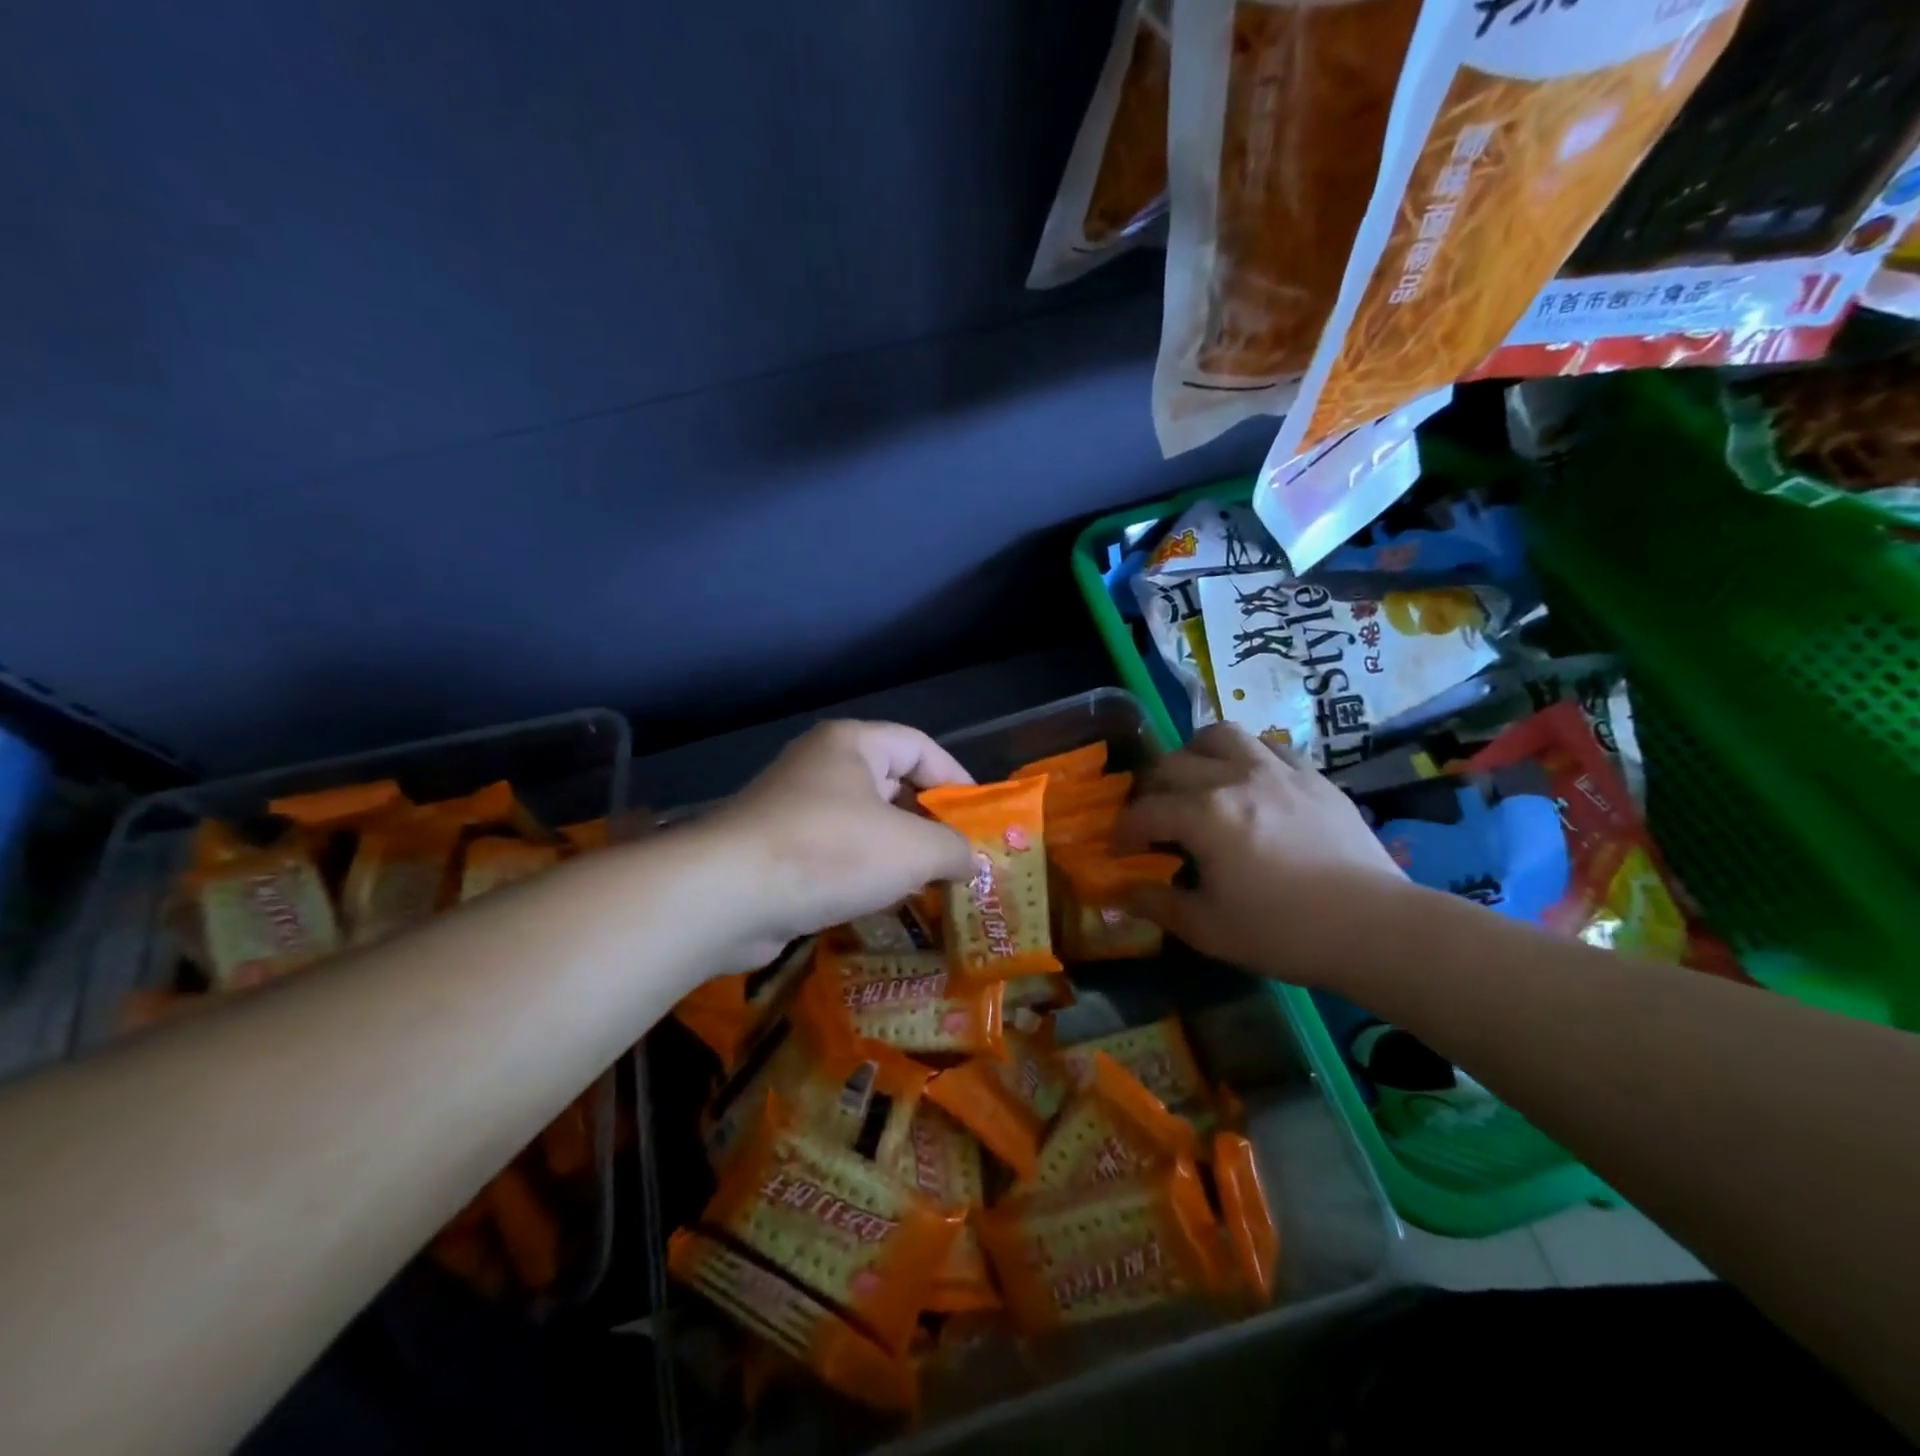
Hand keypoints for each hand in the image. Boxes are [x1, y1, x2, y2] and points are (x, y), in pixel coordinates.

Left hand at [701, 720, 975, 968]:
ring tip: (933, 885)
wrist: (726, 896)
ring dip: (899, 854)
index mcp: (852, 744)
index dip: (956, 777)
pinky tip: (885, 903)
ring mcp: (794, 809)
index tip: (981, 817)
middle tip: (962, 858)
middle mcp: (821, 767)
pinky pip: (837, 854)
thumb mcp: (912, 848)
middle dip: (930, 822)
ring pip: (865, 825)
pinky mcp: (778, 851)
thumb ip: (954, 849)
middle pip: (893, 785)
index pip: (919, 746)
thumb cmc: (831, 852)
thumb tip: (971, 862)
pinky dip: (865, 874)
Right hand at [1114, 722, 1409, 985]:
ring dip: (1194, 754)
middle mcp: (1235, 779)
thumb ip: (1158, 905)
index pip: (1145, 811)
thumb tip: (1121, 894)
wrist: (1376, 928)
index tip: (1118, 850)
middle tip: (1152, 818)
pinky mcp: (1313, 776)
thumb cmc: (1285, 932)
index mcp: (1204, 815)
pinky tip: (1249, 783)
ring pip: (1220, 736)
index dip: (1123, 831)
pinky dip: (1246, 758)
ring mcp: (1277, 771)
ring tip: (1195, 779)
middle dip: (1150, 790)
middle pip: (1172, 764)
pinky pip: (1268, 747)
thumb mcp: (1209, 929)